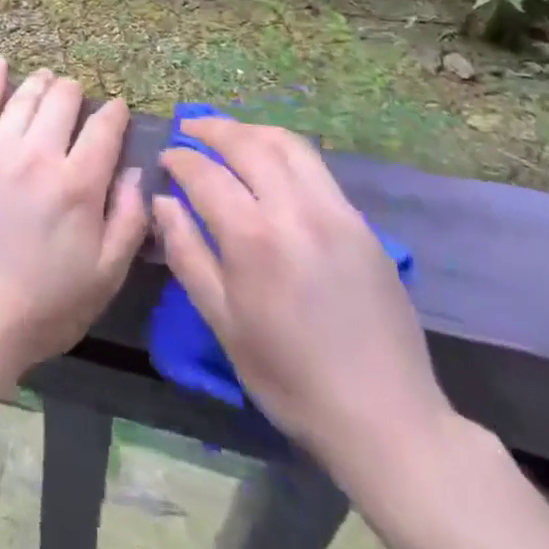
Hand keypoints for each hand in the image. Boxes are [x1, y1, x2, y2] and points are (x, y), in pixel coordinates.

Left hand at [0, 57, 147, 380]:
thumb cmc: (45, 306)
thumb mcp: (105, 276)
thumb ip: (129, 219)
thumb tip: (137, 170)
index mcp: (78, 184)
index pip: (104, 128)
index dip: (115, 113)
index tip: (117, 109)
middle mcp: (39, 156)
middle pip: (63, 101)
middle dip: (77, 93)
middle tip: (78, 99)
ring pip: (26, 98)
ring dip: (43, 83)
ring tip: (49, 79)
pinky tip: (0, 63)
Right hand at [154, 120, 453, 480]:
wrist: (387, 419)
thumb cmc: (291, 378)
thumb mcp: (223, 324)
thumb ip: (187, 254)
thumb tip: (162, 202)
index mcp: (253, 238)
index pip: (204, 173)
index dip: (179, 159)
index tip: (165, 158)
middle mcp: (293, 209)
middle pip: (246, 143)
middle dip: (211, 129)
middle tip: (188, 129)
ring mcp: (333, 210)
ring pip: (286, 144)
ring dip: (250, 131)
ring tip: (229, 135)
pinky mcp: (361, 222)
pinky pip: (316, 167)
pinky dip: (284, 151)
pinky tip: (272, 165)